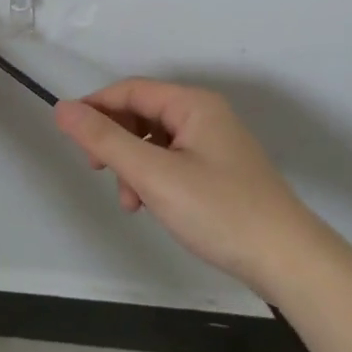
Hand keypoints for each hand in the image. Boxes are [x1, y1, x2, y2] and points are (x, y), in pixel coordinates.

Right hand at [53, 79, 320, 295]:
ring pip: (155, 141)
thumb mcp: (153, 174)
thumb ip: (105, 140)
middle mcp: (205, 115)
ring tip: (131, 202)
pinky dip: (154, 179)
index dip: (96, 108)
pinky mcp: (220, 171)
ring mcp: (215, 144)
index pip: (130, 90)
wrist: (288, 261)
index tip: (70, 137)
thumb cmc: (218, 210)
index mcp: (193, 104)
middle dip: (116, 142)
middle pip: (142, 114)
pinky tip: (151, 206)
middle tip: (98, 172)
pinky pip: (172, 161)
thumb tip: (62, 109)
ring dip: (133, 165)